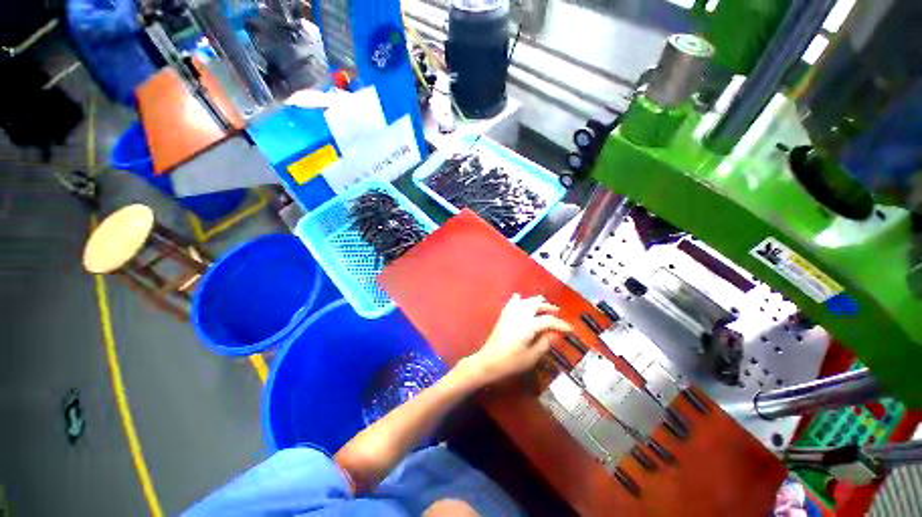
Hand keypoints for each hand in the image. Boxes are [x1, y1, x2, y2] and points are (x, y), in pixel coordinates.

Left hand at [460, 294, 572, 387]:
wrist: (488, 361)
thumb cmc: (511, 362)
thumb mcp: (532, 356)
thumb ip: (545, 343)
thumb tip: (556, 334)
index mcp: (528, 324)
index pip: (548, 320)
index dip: (560, 324)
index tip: (570, 329)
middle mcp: (519, 314)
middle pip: (536, 305)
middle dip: (548, 307)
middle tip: (557, 311)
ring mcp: (510, 313)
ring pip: (525, 301)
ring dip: (535, 301)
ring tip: (543, 303)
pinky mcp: (503, 316)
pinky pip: (511, 303)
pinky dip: (518, 299)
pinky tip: (519, 297)